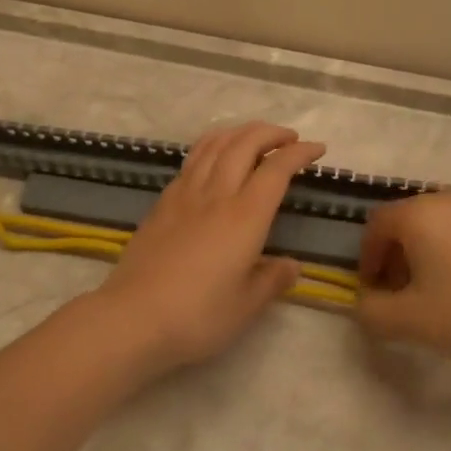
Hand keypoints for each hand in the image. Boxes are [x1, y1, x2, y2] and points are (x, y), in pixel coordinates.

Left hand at [93, 122, 326, 373]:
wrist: (133, 317)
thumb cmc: (197, 316)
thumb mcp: (246, 306)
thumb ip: (272, 280)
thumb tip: (290, 265)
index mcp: (245, 216)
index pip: (277, 169)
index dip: (300, 153)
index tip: (317, 149)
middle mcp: (216, 194)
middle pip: (245, 143)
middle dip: (271, 132)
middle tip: (290, 138)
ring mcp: (185, 194)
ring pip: (214, 144)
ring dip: (239, 132)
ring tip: (254, 137)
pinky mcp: (163, 202)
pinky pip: (192, 160)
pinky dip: (212, 147)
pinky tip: (214, 158)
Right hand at [355, 192, 450, 361]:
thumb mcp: (407, 321)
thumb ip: (371, 311)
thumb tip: (363, 302)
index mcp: (419, 214)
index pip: (378, 224)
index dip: (369, 255)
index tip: (375, 286)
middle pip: (413, 218)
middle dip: (402, 251)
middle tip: (408, 288)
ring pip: (450, 220)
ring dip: (437, 246)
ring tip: (448, 284)